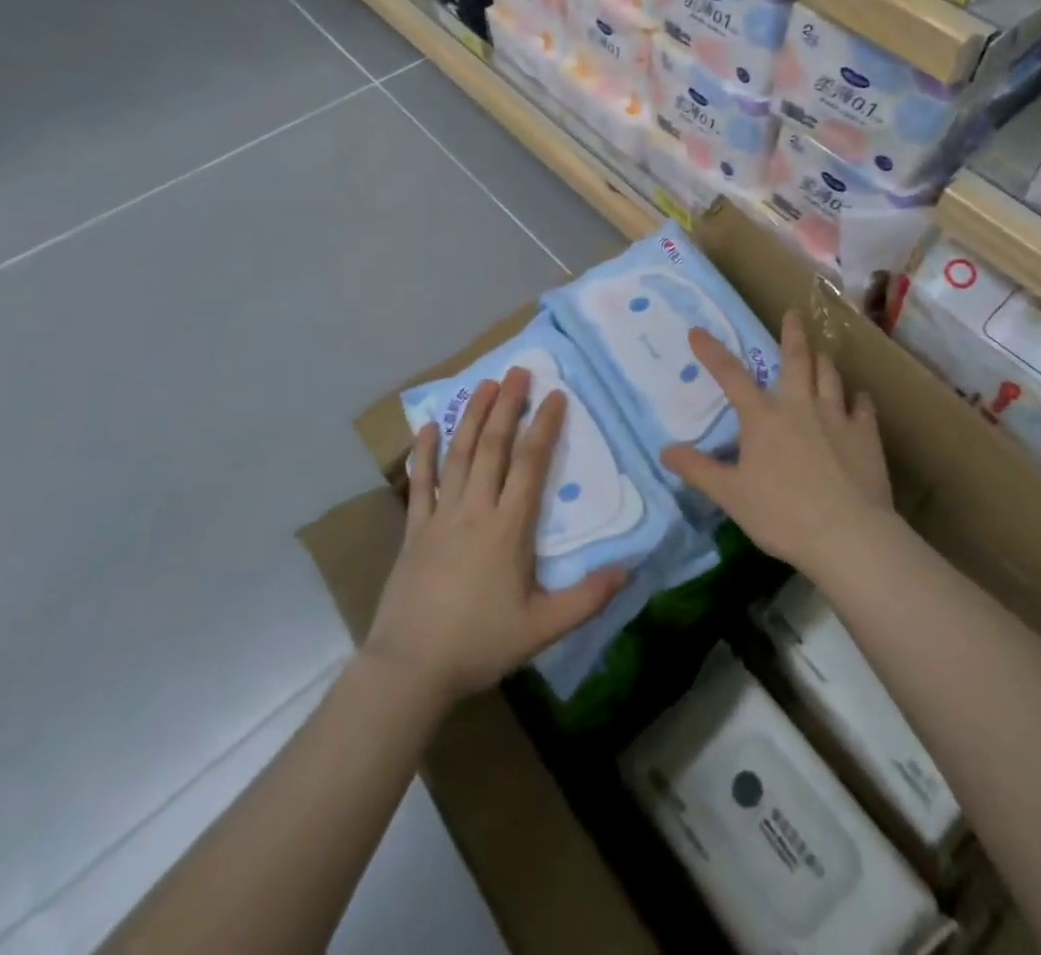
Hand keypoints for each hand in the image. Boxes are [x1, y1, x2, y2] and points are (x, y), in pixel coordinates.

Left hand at [363, 368, 625, 703]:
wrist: (410, 668)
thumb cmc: (480, 643)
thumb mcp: (543, 628)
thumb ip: (587, 597)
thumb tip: (630, 569)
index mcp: (508, 527)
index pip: (531, 464)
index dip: (545, 426)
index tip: (556, 395)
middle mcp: (475, 509)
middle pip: (494, 446)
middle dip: (508, 405)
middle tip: (519, 371)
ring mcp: (440, 516)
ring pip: (459, 454)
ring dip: (472, 416)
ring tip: (484, 383)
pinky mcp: (414, 530)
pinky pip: (420, 483)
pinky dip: (424, 452)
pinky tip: (428, 426)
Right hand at [661, 311, 891, 575]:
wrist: (847, 534)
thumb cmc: (782, 514)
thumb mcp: (731, 495)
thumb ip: (698, 470)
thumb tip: (665, 451)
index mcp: (763, 418)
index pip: (731, 376)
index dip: (712, 352)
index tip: (698, 331)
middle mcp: (800, 406)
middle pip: (796, 359)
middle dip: (792, 333)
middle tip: (793, 313)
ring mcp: (836, 416)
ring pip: (830, 375)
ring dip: (823, 360)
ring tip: (821, 352)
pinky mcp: (866, 434)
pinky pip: (863, 406)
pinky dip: (858, 398)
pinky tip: (858, 398)